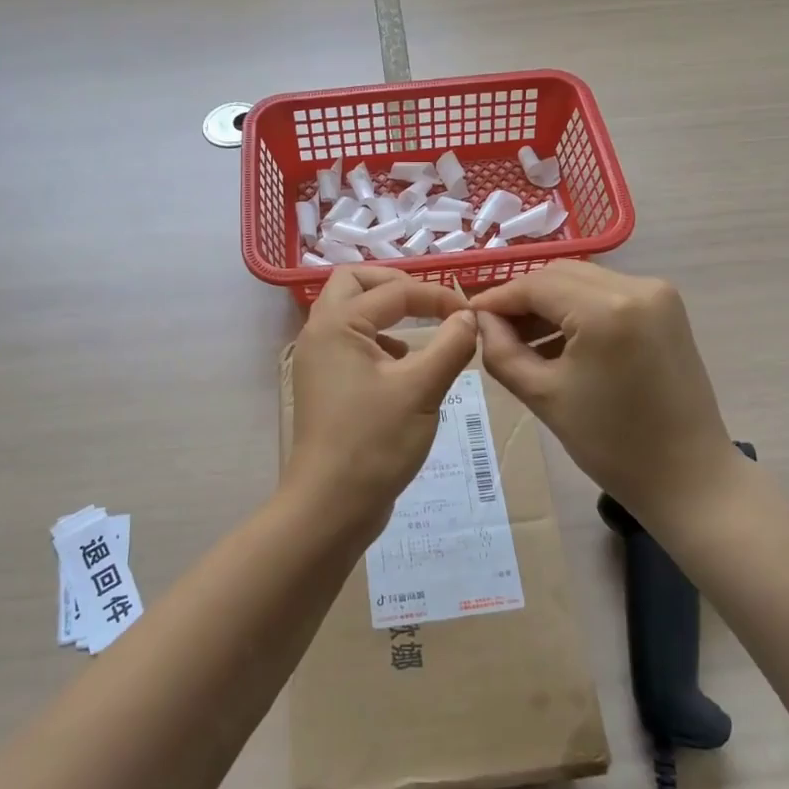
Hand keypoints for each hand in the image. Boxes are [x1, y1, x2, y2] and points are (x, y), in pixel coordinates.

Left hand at [287, 267, 480, 532]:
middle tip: (430, 304)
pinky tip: (403, 368)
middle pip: (354, 283)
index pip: (394, 291)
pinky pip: (350, 343)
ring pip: (349, 313)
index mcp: (338, 324)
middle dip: (395, 286)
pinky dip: (378, 341)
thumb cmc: (375, 442)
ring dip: (384, 312)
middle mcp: (320, 333)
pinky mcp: (325, 385)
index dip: (436, 296)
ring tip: (420, 334)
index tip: (470, 314)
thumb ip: (451, 344)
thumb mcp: (422, 389)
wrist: (330, 505)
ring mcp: (318, 360)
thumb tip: (469, 317)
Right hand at [471, 262, 740, 533]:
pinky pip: (607, 294)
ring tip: (521, 339)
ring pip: (583, 282)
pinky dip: (578, 310)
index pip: (536, 285)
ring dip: (550, 303)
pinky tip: (558, 340)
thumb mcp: (543, 396)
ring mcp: (658, 294)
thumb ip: (501, 351)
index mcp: (606, 309)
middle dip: (522, 299)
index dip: (498, 299)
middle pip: (560, 276)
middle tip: (492, 330)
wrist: (688, 476)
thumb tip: (481, 321)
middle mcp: (637, 286)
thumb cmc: (612, 444)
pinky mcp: (667, 308)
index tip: (468, 318)